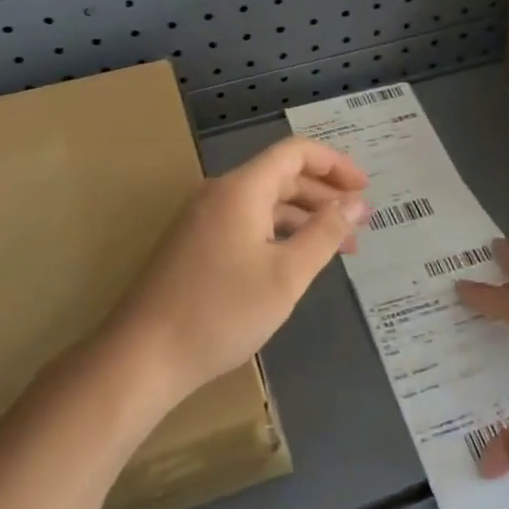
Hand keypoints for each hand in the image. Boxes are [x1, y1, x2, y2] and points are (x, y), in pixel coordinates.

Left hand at [108, 136, 368, 406]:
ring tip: (339, 247)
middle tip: (359, 223)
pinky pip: (246, 222)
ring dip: (303, 218)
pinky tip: (296, 260)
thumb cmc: (221, 312)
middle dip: (324, 195)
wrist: (143, 356)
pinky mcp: (194, 244)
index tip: (365, 189)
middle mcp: (220, 193)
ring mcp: (203, 219)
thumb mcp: (286, 275)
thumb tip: (355, 203)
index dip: (334, 164)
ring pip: (264, 203)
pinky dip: (277, 233)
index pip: (295, 152)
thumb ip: (324, 234)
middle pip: (281, 176)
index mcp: (242, 188)